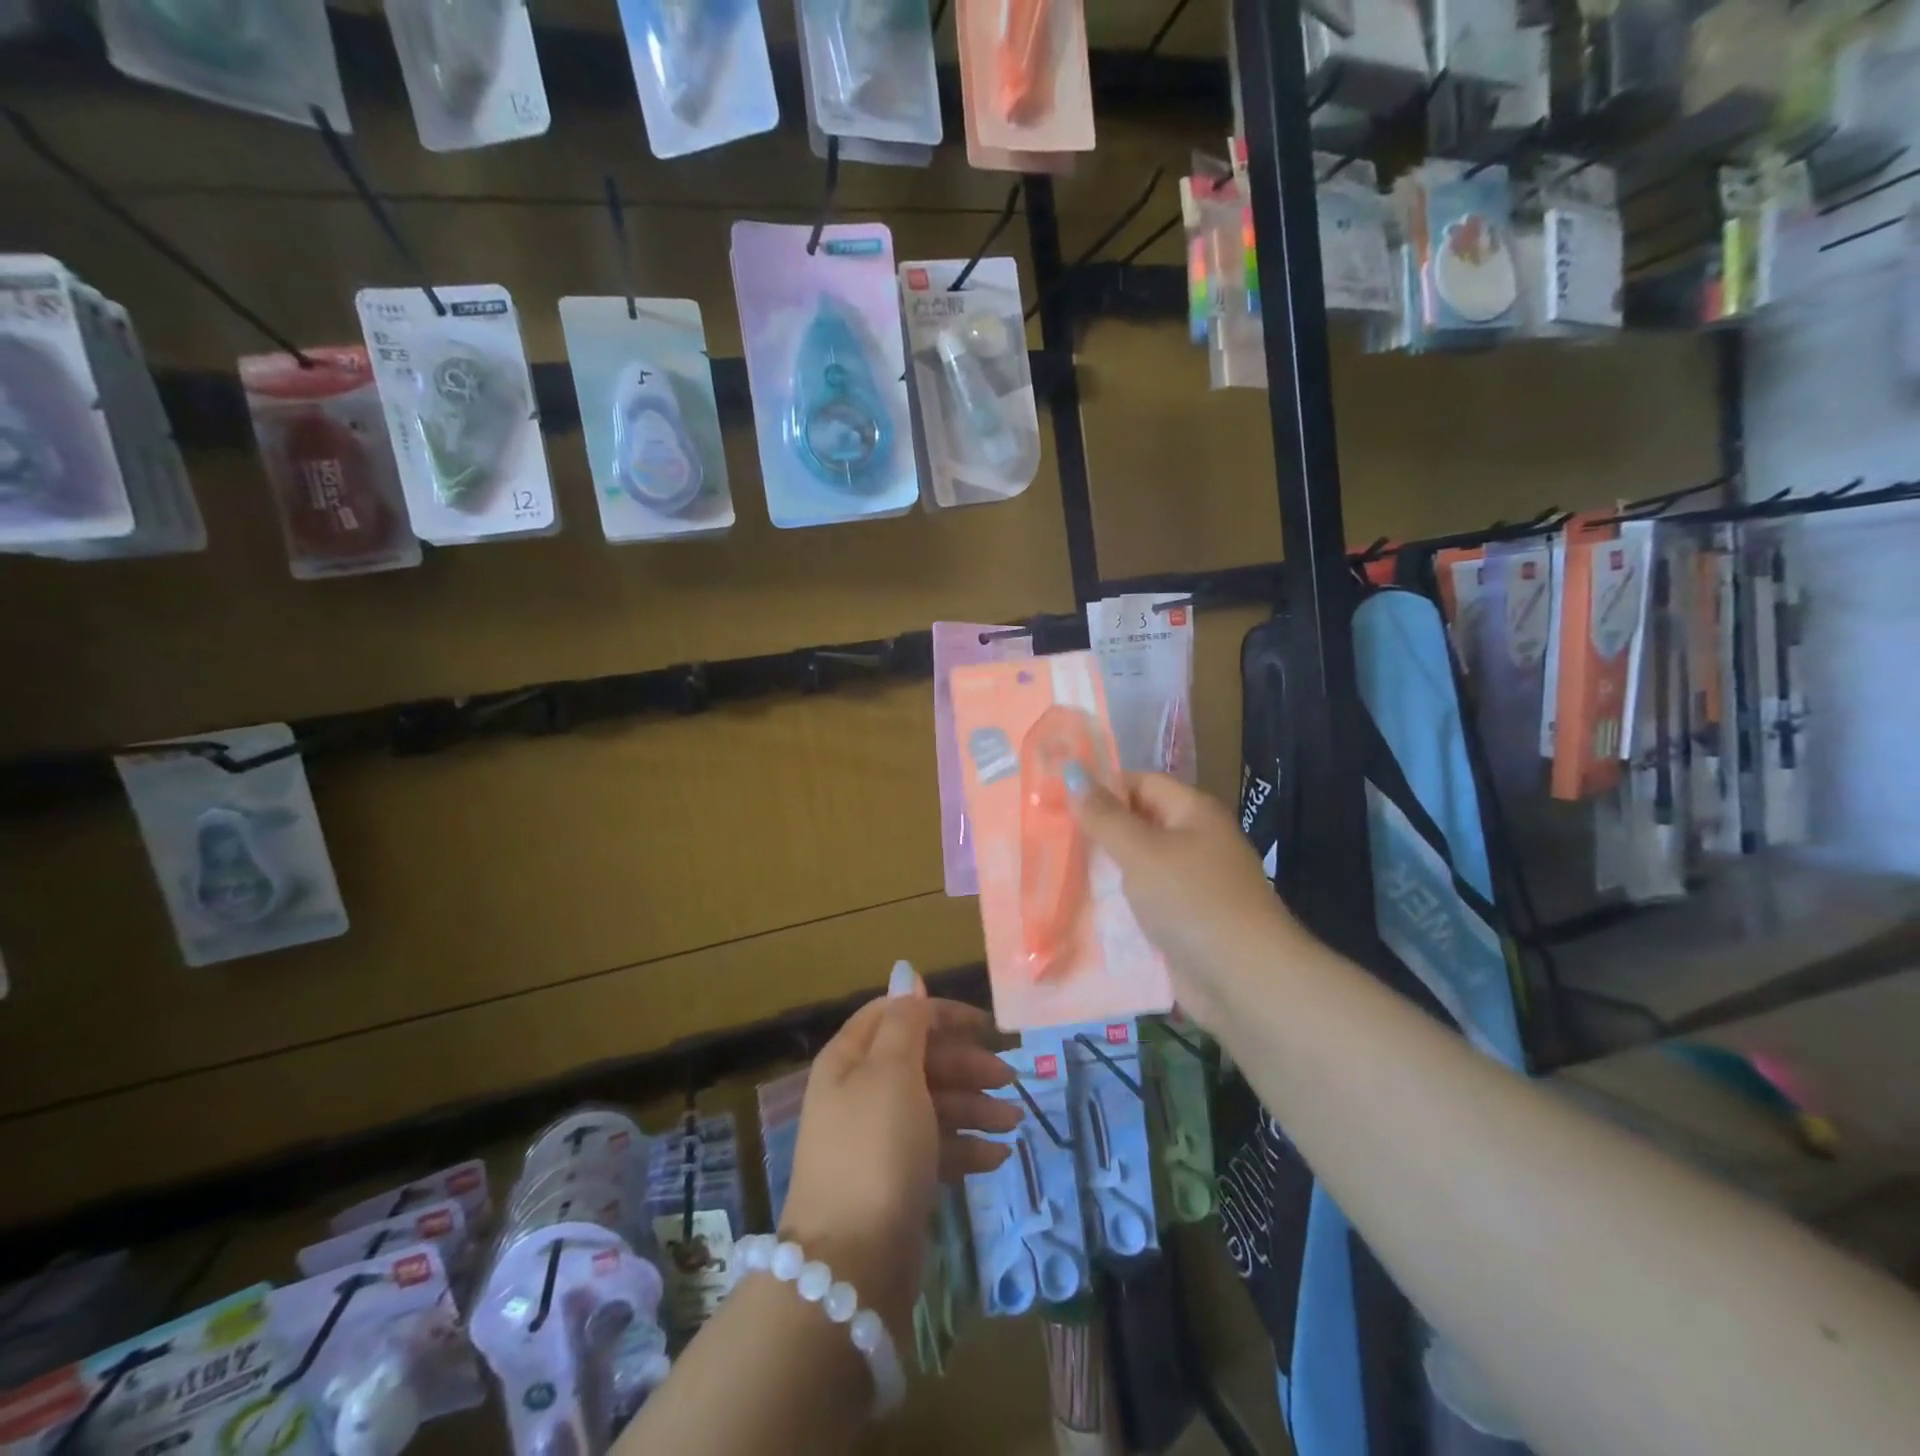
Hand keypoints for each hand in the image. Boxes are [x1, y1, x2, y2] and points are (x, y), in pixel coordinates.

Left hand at [778, 965, 1016, 1337]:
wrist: (850, 1266)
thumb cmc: (875, 1150)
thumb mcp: (892, 1072)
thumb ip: (905, 1022)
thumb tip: (906, 972)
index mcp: (850, 1059)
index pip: (897, 1015)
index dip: (940, 1013)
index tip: (986, 1025)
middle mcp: (859, 1093)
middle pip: (919, 1060)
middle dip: (965, 1065)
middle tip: (1009, 1078)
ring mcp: (876, 1140)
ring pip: (932, 1105)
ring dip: (973, 1107)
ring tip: (1012, 1121)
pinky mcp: (894, 1181)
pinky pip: (934, 1149)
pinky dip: (965, 1148)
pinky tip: (997, 1157)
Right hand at [1070, 772, 1306, 1028]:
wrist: (1244, 980)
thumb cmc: (1192, 900)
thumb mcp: (1141, 851)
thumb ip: (1104, 816)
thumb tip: (1073, 772)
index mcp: (1193, 813)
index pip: (1141, 783)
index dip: (1101, 787)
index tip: (1055, 799)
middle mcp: (1195, 842)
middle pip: (1137, 826)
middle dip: (1095, 832)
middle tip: (1044, 836)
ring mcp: (1191, 885)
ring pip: (1136, 869)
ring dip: (1101, 872)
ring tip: (1050, 871)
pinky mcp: (1183, 923)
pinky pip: (1142, 905)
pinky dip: (1115, 907)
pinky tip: (1078, 911)